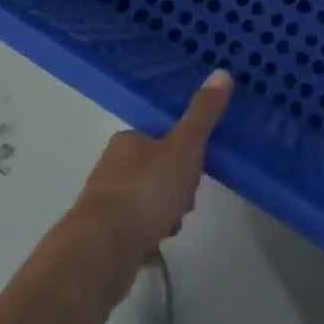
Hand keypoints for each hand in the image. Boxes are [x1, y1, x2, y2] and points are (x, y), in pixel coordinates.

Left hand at [67, 70, 232, 283]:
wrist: (101, 252)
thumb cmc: (145, 191)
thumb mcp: (184, 148)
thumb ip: (203, 114)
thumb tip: (222, 71)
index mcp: (128, 140)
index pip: (162, 138)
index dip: (185, 153)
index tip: (197, 171)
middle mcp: (111, 166)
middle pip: (157, 171)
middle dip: (177, 188)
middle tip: (187, 202)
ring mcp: (104, 203)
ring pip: (147, 202)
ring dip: (165, 214)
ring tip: (172, 228)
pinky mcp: (102, 237)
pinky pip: (136, 230)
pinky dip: (149, 235)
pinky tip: (155, 246)